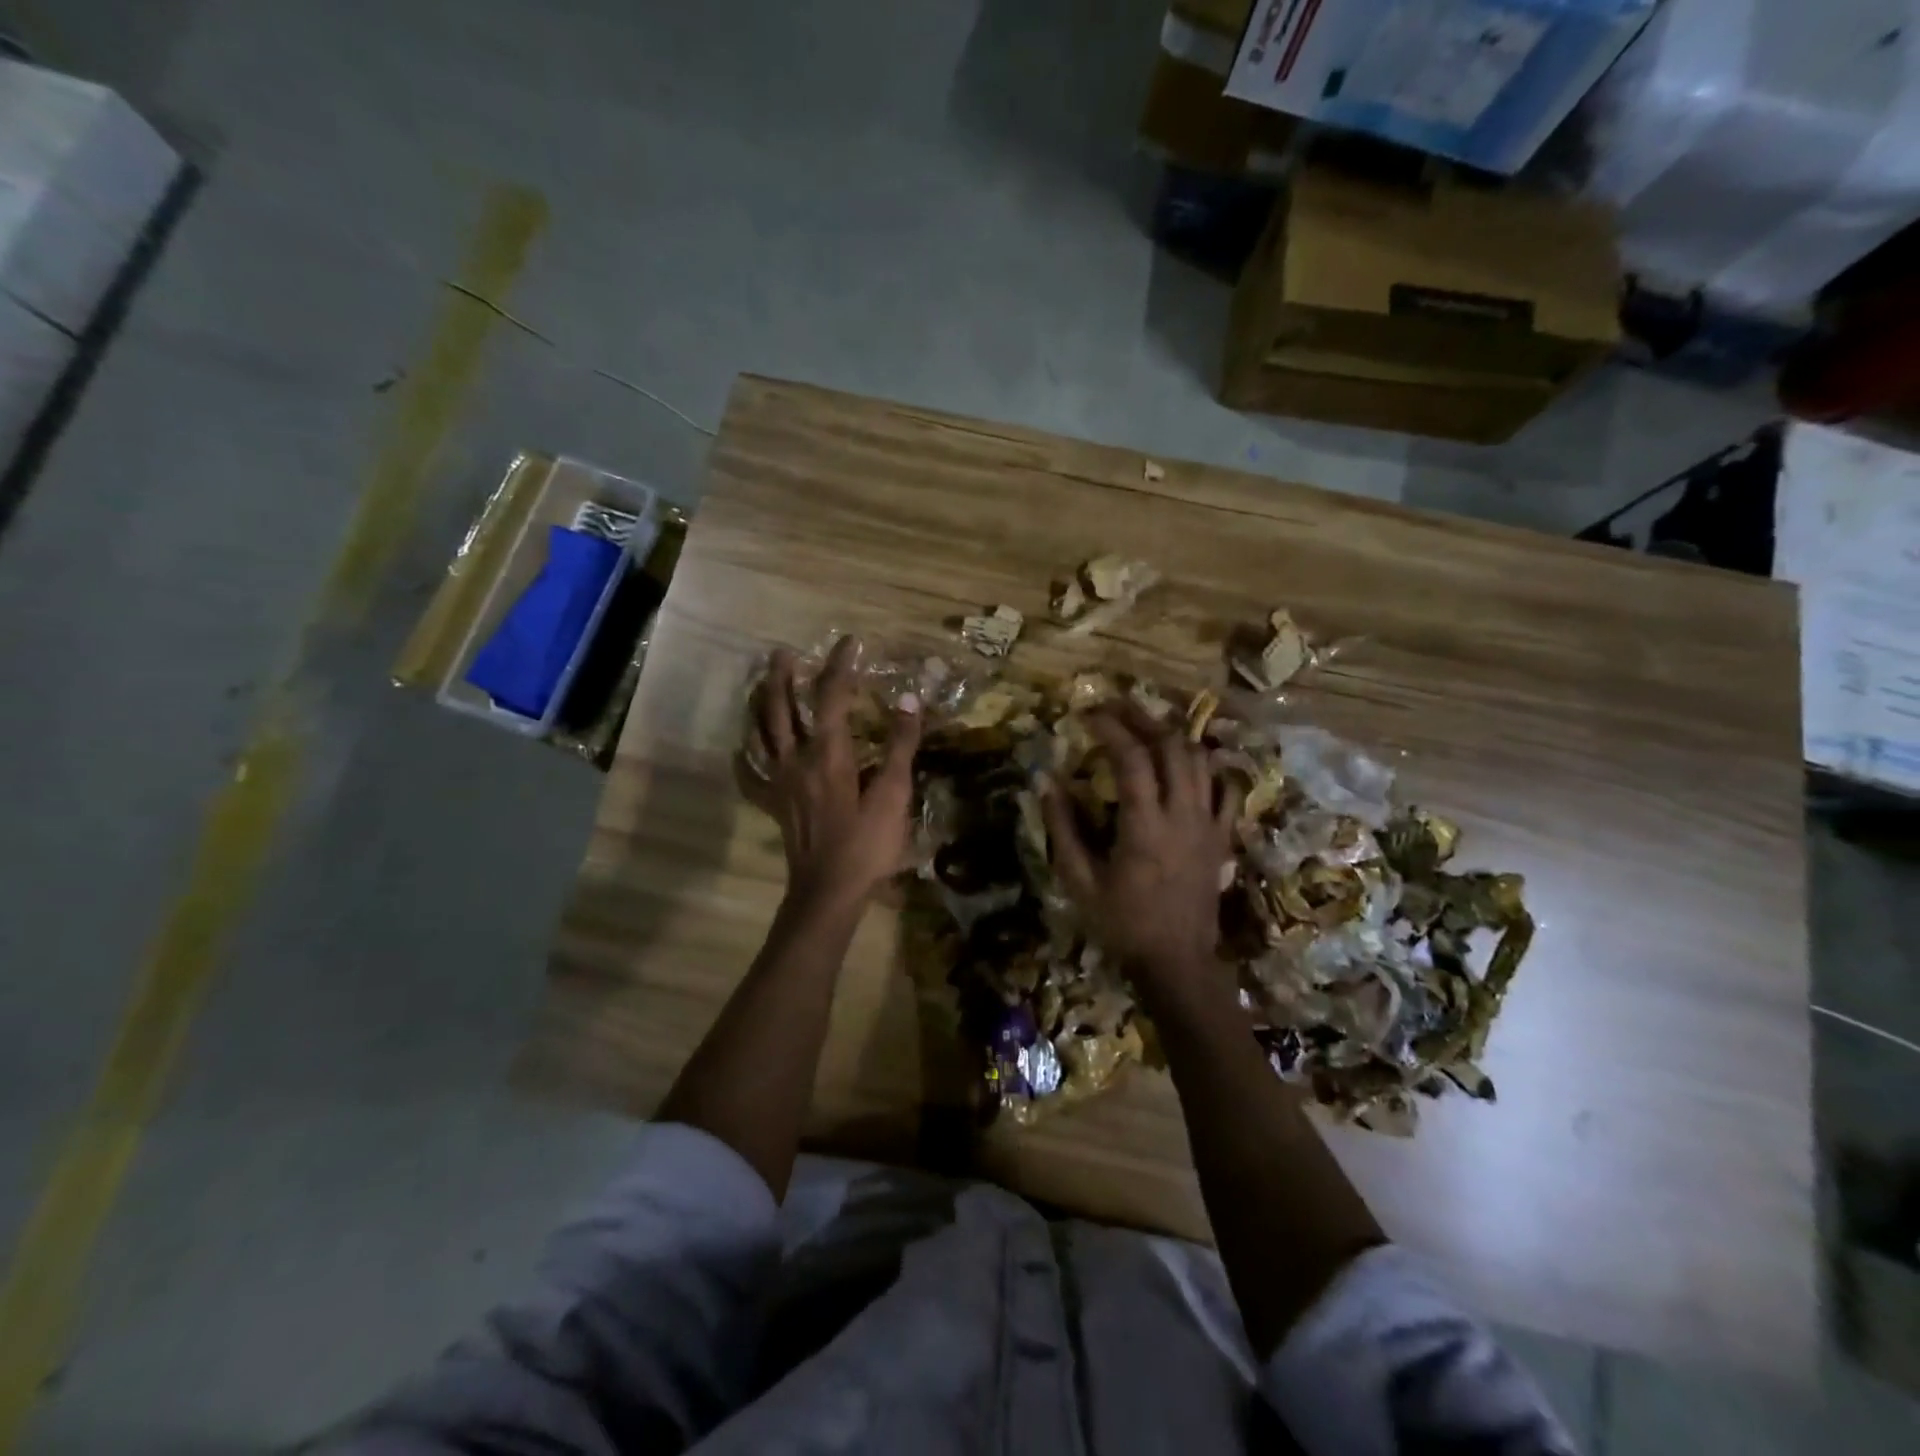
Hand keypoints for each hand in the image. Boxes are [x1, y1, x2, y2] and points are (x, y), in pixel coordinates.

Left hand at [746, 637, 921, 914]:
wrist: (829, 891)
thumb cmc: (867, 844)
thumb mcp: (894, 794)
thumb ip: (900, 745)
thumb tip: (908, 700)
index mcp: (828, 753)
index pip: (832, 697)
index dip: (840, 666)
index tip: (849, 642)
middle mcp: (796, 759)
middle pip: (781, 709)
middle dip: (781, 676)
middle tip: (782, 651)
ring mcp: (779, 783)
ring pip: (760, 734)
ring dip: (759, 705)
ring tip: (758, 686)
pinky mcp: (773, 805)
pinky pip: (751, 775)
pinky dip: (744, 757)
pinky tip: (742, 749)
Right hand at [1041, 704, 1238, 1007]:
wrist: (1177, 962)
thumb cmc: (1122, 923)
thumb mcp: (1079, 880)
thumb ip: (1063, 827)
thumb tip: (1046, 781)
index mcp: (1145, 825)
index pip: (1132, 758)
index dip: (1110, 728)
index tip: (1087, 714)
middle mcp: (1183, 814)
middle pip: (1171, 747)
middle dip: (1142, 718)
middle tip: (1116, 706)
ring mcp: (1209, 824)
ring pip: (1200, 761)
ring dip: (1173, 736)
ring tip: (1146, 726)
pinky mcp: (1223, 837)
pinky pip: (1227, 790)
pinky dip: (1210, 768)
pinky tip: (1191, 762)